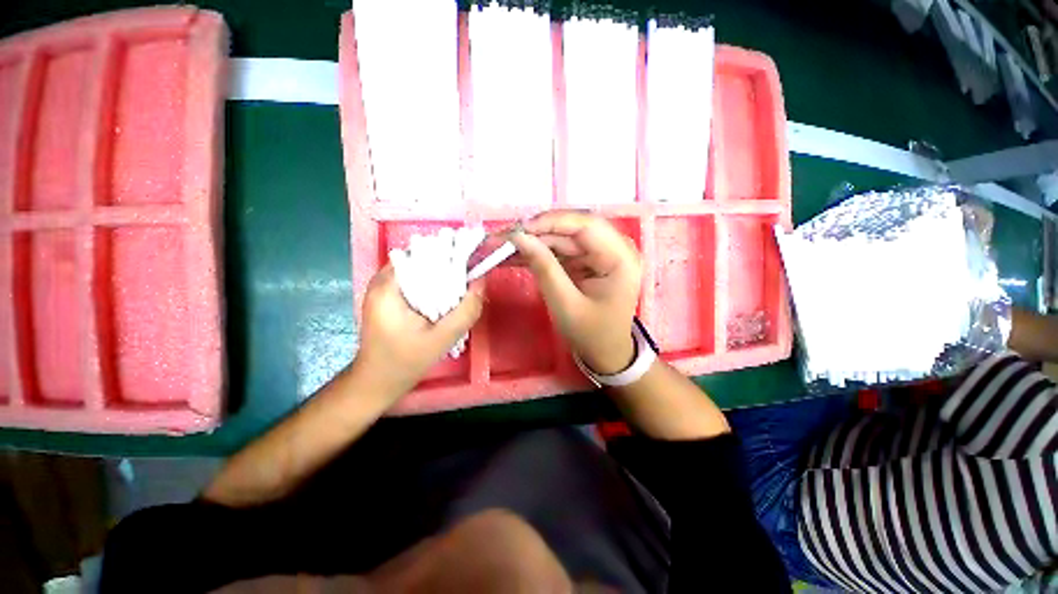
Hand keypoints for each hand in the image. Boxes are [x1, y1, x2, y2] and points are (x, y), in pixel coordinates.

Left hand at [355, 265, 484, 398]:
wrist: (377, 382)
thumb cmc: (404, 362)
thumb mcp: (442, 339)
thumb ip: (466, 311)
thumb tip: (482, 281)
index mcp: (388, 286)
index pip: (423, 255)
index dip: (449, 258)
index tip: (469, 270)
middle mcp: (382, 281)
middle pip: (423, 261)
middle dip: (447, 271)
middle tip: (465, 288)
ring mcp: (384, 289)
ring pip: (421, 272)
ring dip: (441, 281)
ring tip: (456, 297)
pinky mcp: (388, 298)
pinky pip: (416, 283)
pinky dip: (432, 289)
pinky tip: (443, 305)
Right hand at [510, 211, 641, 373]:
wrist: (604, 352)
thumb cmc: (591, 333)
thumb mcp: (566, 304)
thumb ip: (544, 268)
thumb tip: (519, 237)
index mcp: (620, 258)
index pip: (586, 225)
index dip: (550, 222)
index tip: (518, 230)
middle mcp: (614, 247)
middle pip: (570, 228)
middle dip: (535, 232)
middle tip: (501, 238)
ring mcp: (599, 253)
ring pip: (561, 237)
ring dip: (532, 242)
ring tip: (500, 247)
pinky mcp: (586, 260)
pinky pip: (559, 249)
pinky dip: (537, 253)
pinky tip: (514, 256)